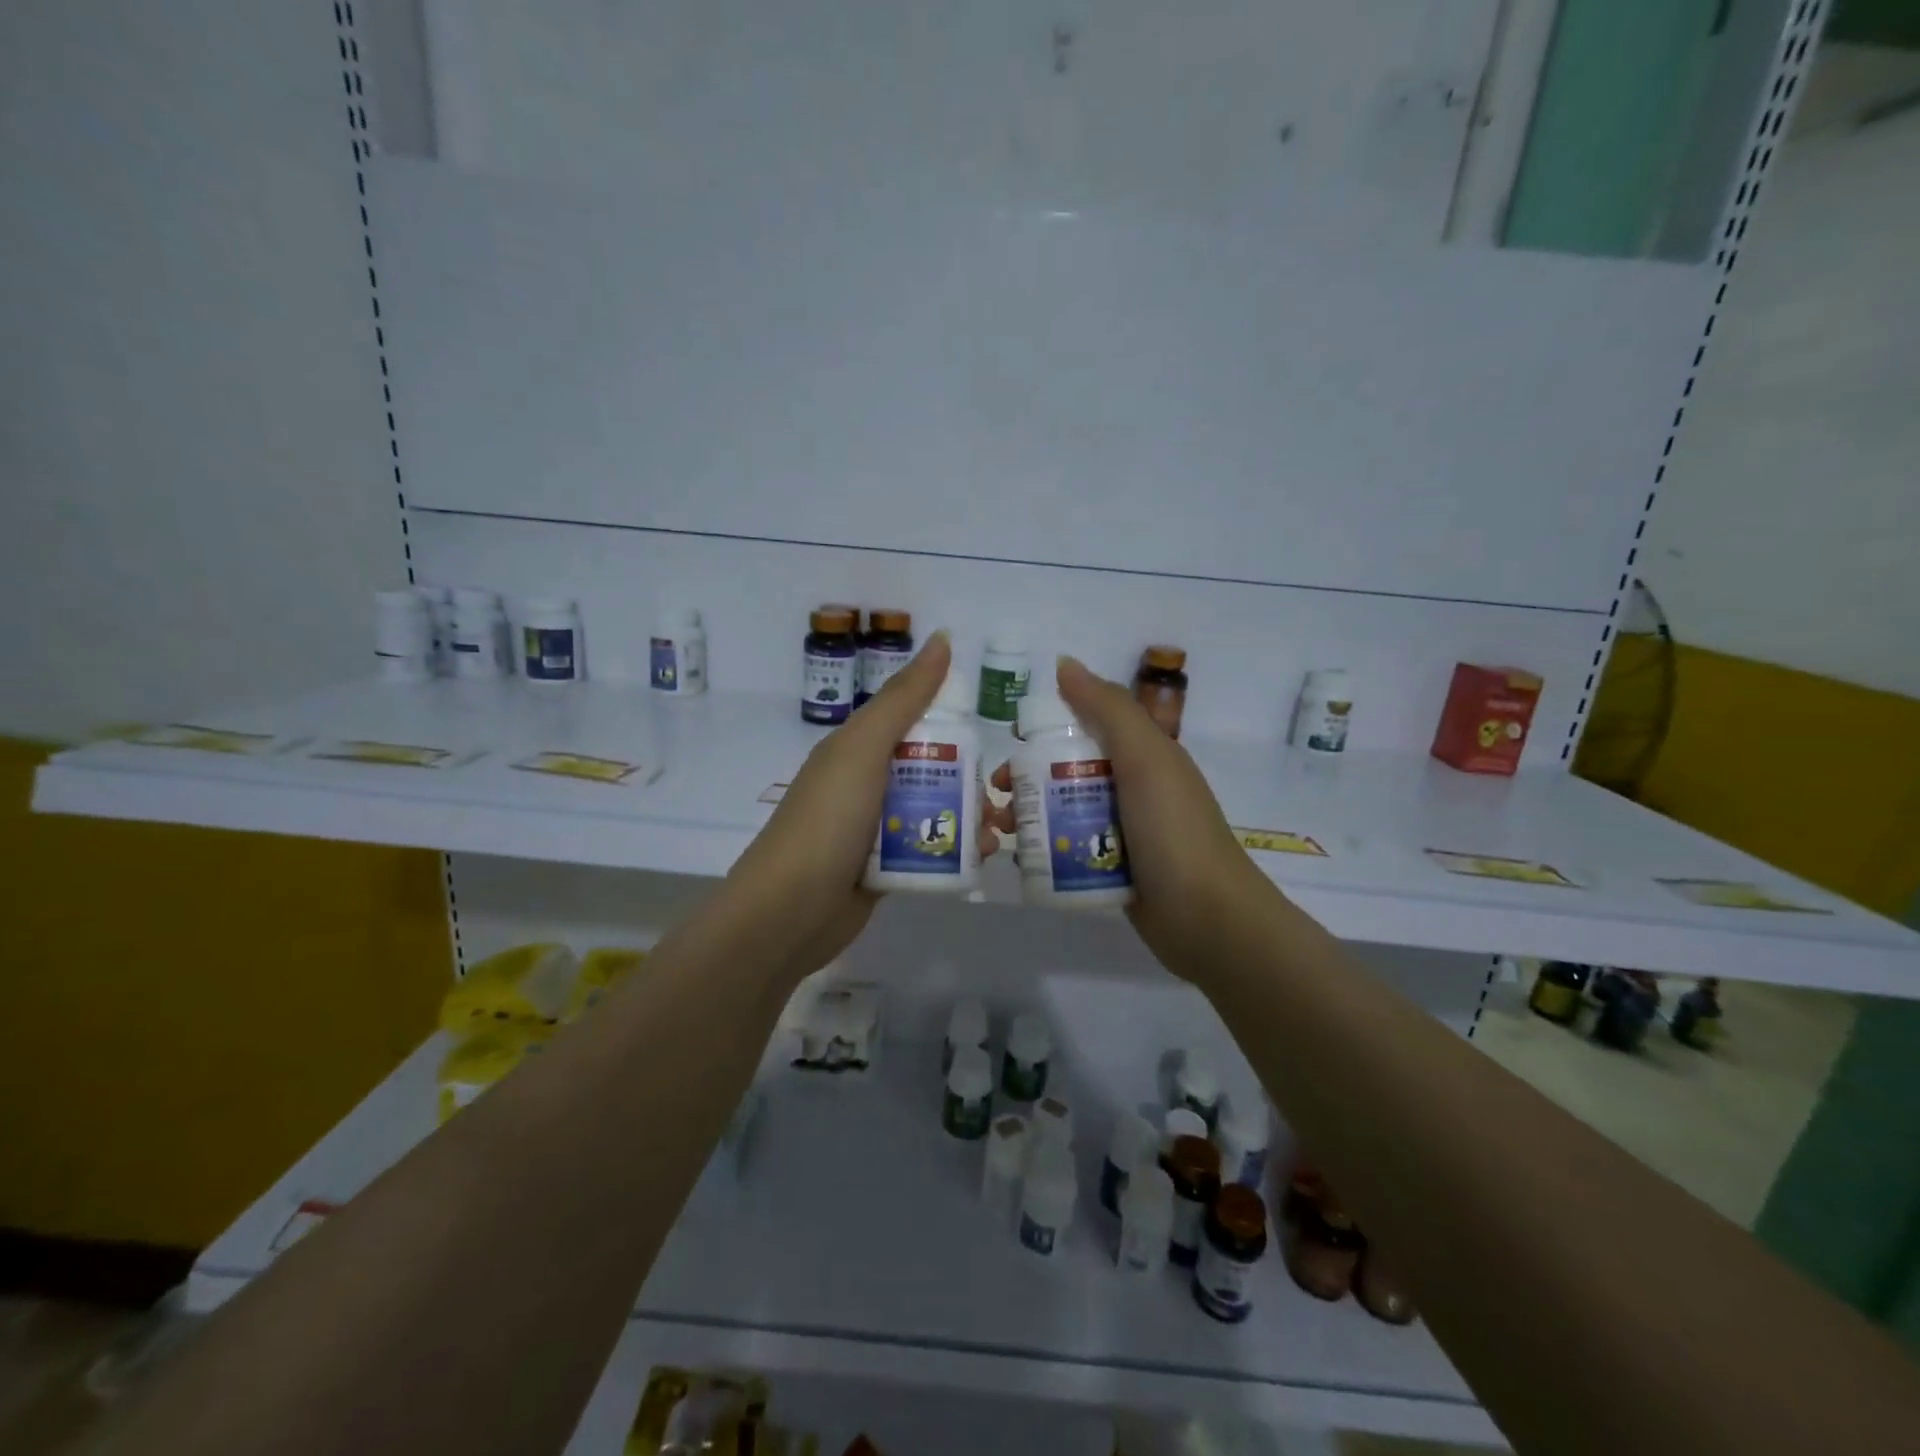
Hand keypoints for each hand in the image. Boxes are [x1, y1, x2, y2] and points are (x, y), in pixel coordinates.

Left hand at [722, 632, 1003, 982]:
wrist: (789, 911)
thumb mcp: (864, 748)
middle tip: (1002, 796)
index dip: (954, 724)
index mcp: (858, 748)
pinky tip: (983, 858)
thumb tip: (944, 638)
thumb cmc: (828, 819)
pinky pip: (927, 848)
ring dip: (970, 818)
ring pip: (933, 811)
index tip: (993, 736)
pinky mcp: (883, 868)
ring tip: (999, 834)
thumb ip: (904, 698)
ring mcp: (874, 828)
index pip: (914, 722)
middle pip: (930, 769)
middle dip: (971, 780)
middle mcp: (866, 783)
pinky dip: (956, 850)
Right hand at [1031, 655, 1276, 979]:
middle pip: (1068, 773)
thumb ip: (1108, 709)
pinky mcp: (1113, 870)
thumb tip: (1064, 663)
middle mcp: (1133, 789)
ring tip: (999, 831)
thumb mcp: (1145, 758)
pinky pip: (1071, 849)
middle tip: (997, 795)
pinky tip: (1018, 859)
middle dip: (1028, 779)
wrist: (1208, 919)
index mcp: (1144, 756)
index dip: (1047, 731)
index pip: (1087, 729)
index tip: (1010, 744)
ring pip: (1065, 812)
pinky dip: (1044, 849)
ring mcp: (1124, 833)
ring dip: (1029, 815)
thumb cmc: (1173, 829)